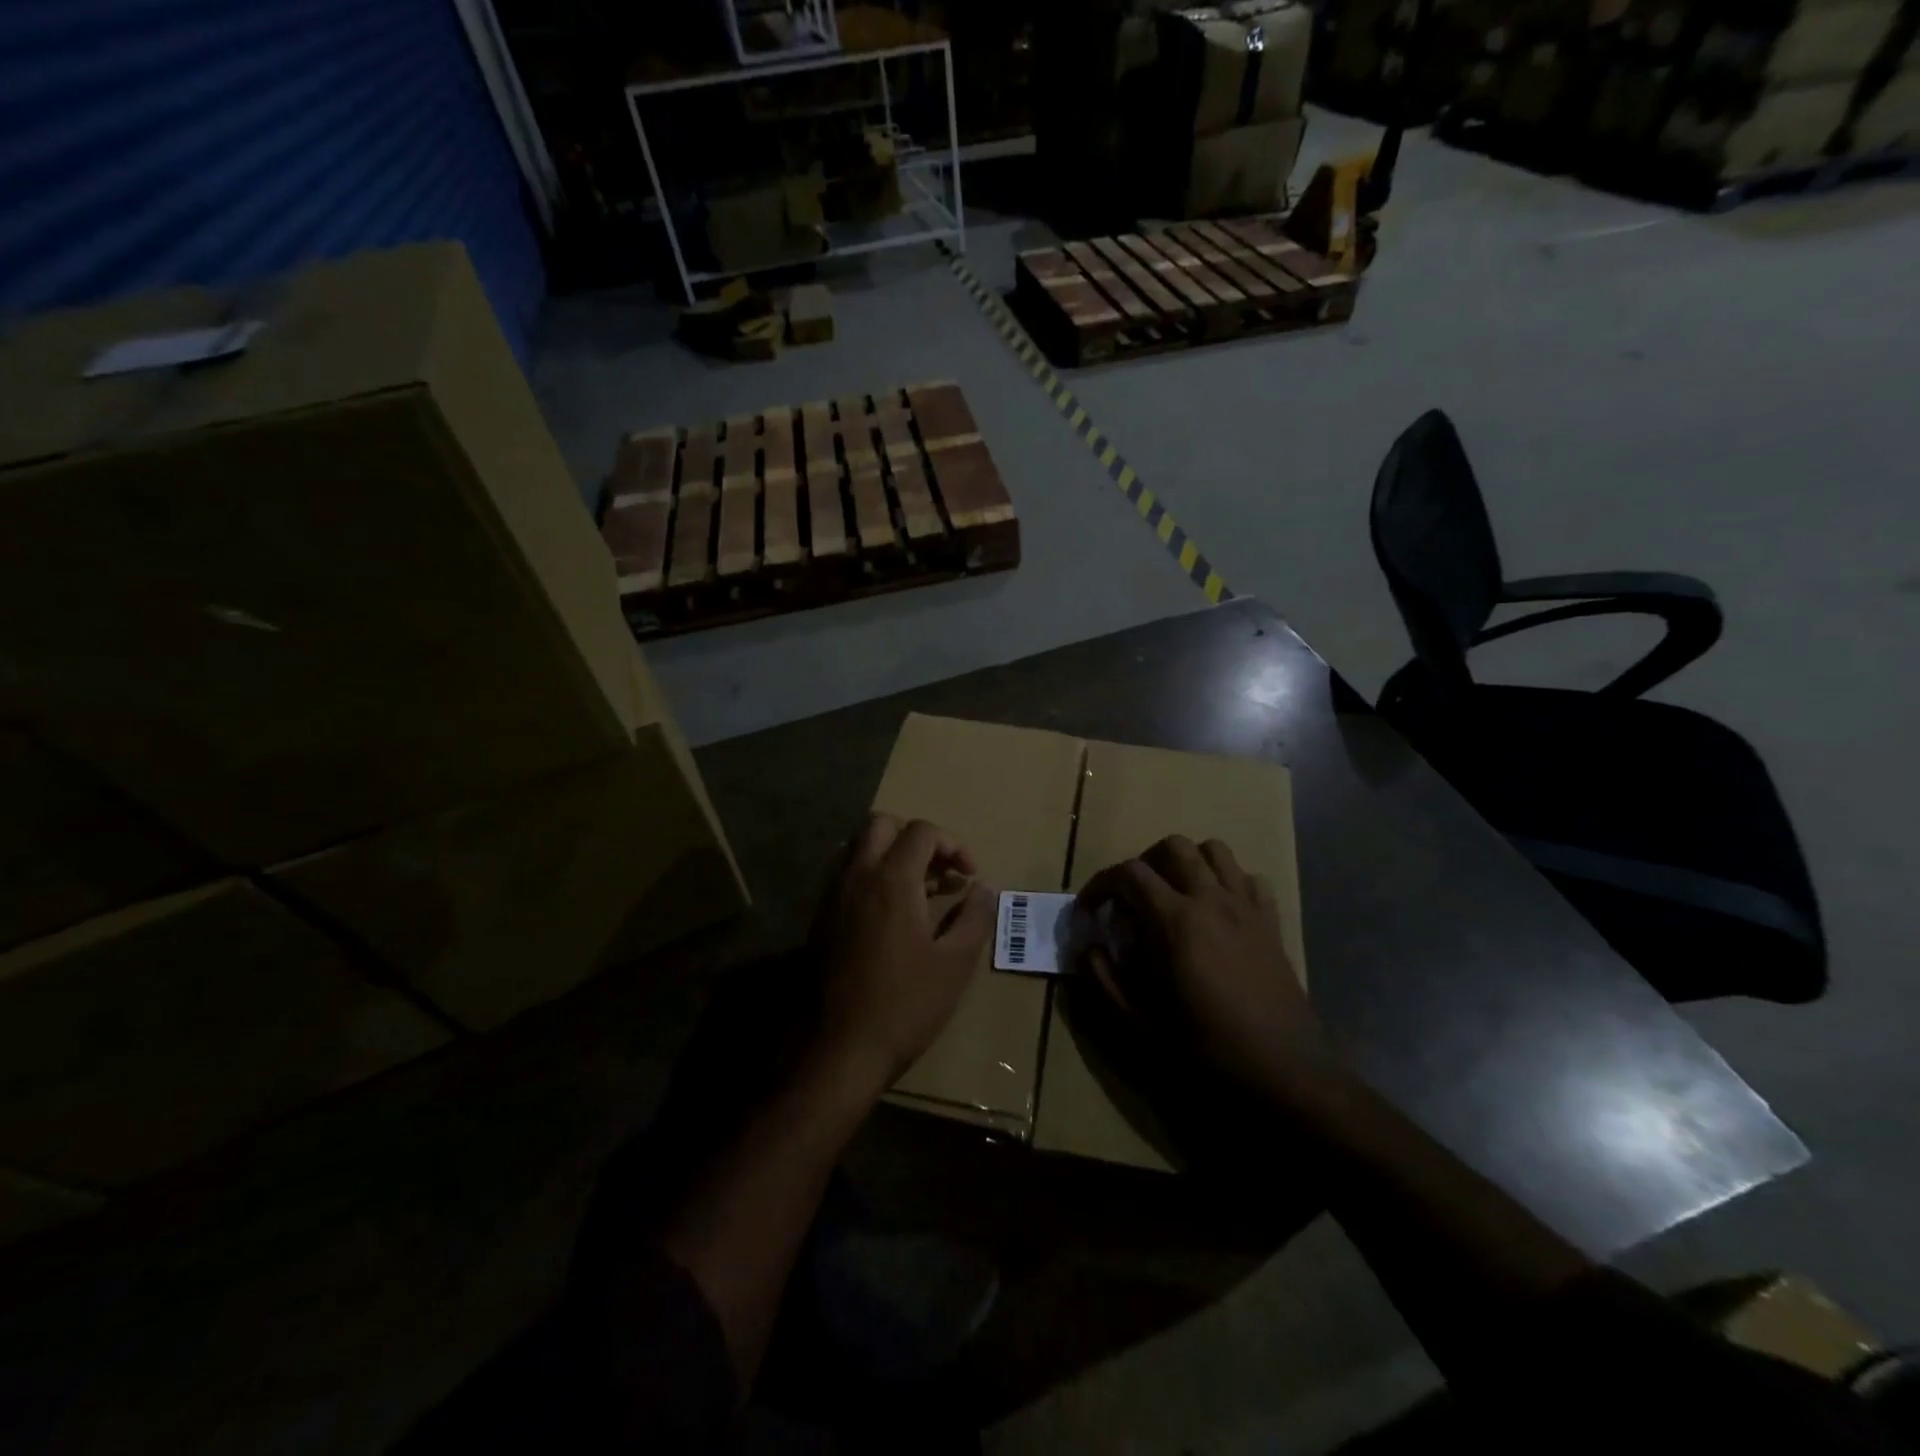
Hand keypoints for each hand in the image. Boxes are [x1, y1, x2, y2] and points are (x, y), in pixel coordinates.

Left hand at [813, 814, 993, 1091]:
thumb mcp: (954, 964)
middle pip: (882, 824)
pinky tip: (888, 915)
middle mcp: (856, 876)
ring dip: (889, 854)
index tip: (969, 876)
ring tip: (916, 892)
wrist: (838, 1050)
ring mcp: (831, 896)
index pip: (922, 831)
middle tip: (938, 873)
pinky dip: (869, 875)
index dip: (953, 844)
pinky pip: (844, 874)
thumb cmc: (904, 1006)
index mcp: (891, 880)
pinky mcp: (818, 918)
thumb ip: (975, 918)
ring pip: (858, 846)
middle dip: (915, 838)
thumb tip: (986, 889)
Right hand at [1077, 836, 1330, 1098]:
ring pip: (1215, 851)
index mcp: (1175, 920)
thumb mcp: (1139, 1023)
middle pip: (1174, 847)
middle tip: (1132, 898)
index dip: (1100, 884)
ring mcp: (1246, 908)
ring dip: (1188, 862)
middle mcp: (1211, 900)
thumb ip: (1104, 980)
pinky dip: (1229, 882)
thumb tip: (1088, 948)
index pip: (1129, 873)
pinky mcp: (1272, 924)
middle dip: (1144, 862)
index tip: (1089, 910)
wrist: (1284, 1074)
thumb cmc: (1206, 1049)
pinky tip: (1218, 911)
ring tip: (1173, 894)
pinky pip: (1250, 879)